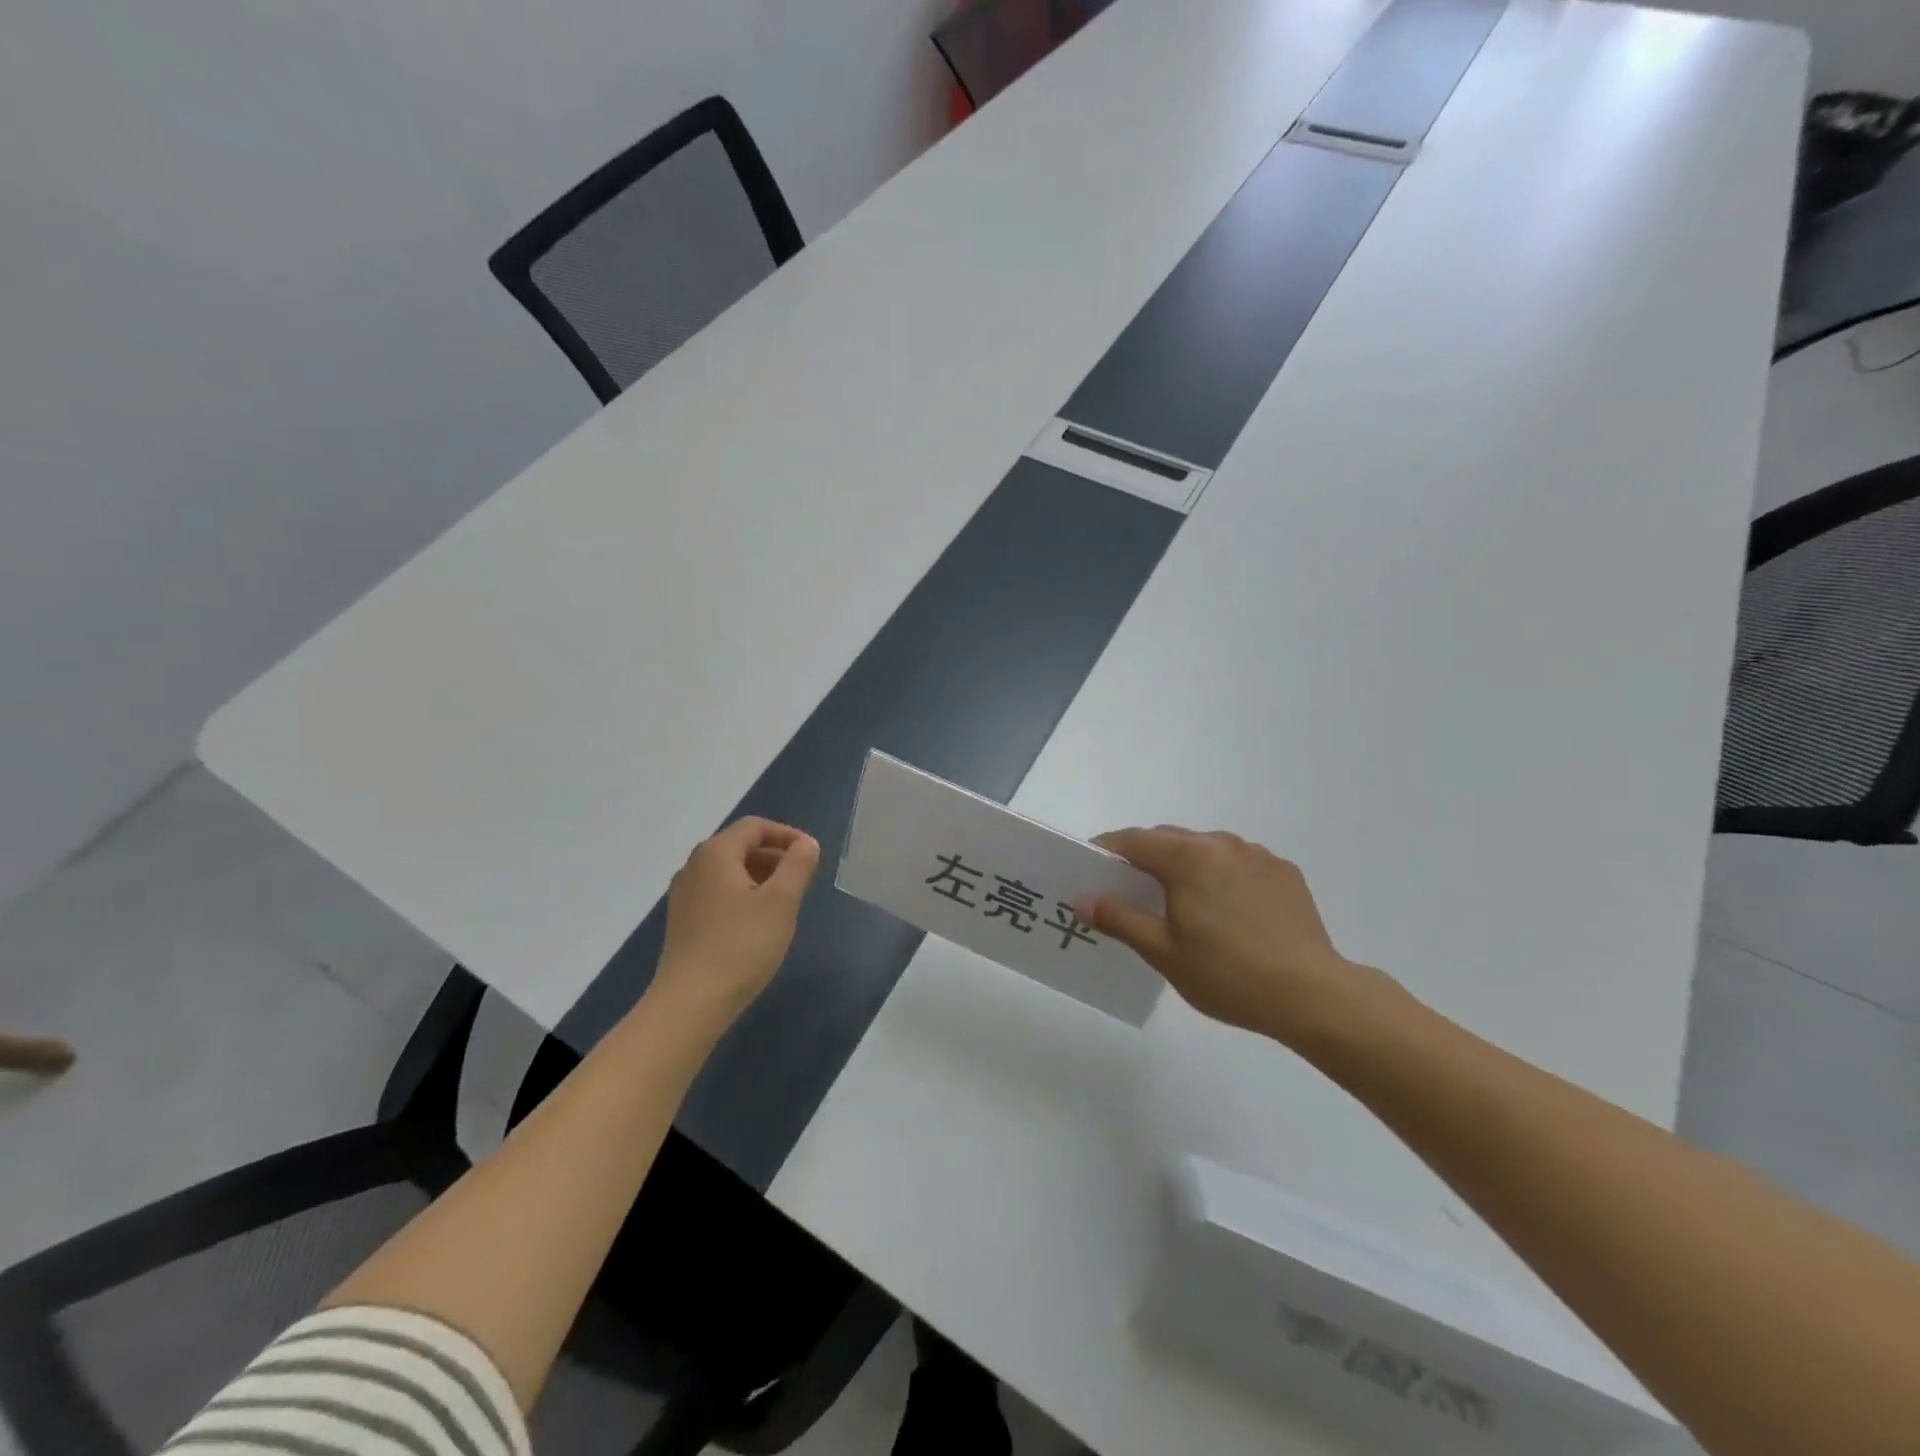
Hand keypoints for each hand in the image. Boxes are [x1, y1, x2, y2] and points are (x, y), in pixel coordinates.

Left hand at [652, 817, 819, 1028]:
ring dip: (761, 877)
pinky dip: (743, 895)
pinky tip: (759, 923)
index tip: (812, 855)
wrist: (690, 1003)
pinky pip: (718, 893)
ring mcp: (684, 895)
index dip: (787, 835)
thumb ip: (798, 866)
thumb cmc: (741, 945)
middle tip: (803, 879)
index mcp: (715, 853)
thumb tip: (806, 844)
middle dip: (775, 856)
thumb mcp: (781, 902)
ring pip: (729, 871)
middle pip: (740, 846)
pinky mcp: (683, 921)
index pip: (755, 827)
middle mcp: (694, 866)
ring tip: (786, 902)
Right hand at [1086, 826, 1404, 1046]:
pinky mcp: (1284, 873)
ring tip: (1180, 902)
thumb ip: (1119, 919)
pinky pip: (1238, 863)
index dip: (1106, 850)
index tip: (1089, 868)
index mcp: (1187, 857)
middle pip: (1169, 840)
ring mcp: (1257, 855)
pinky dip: (1220, 875)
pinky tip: (1226, 911)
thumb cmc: (1228, 974)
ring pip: (1206, 849)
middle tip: (1128, 891)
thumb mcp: (1163, 952)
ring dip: (1184, 864)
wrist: (1313, 995)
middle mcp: (1221, 844)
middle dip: (1143, 857)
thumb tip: (1083, 899)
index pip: (1133, 841)